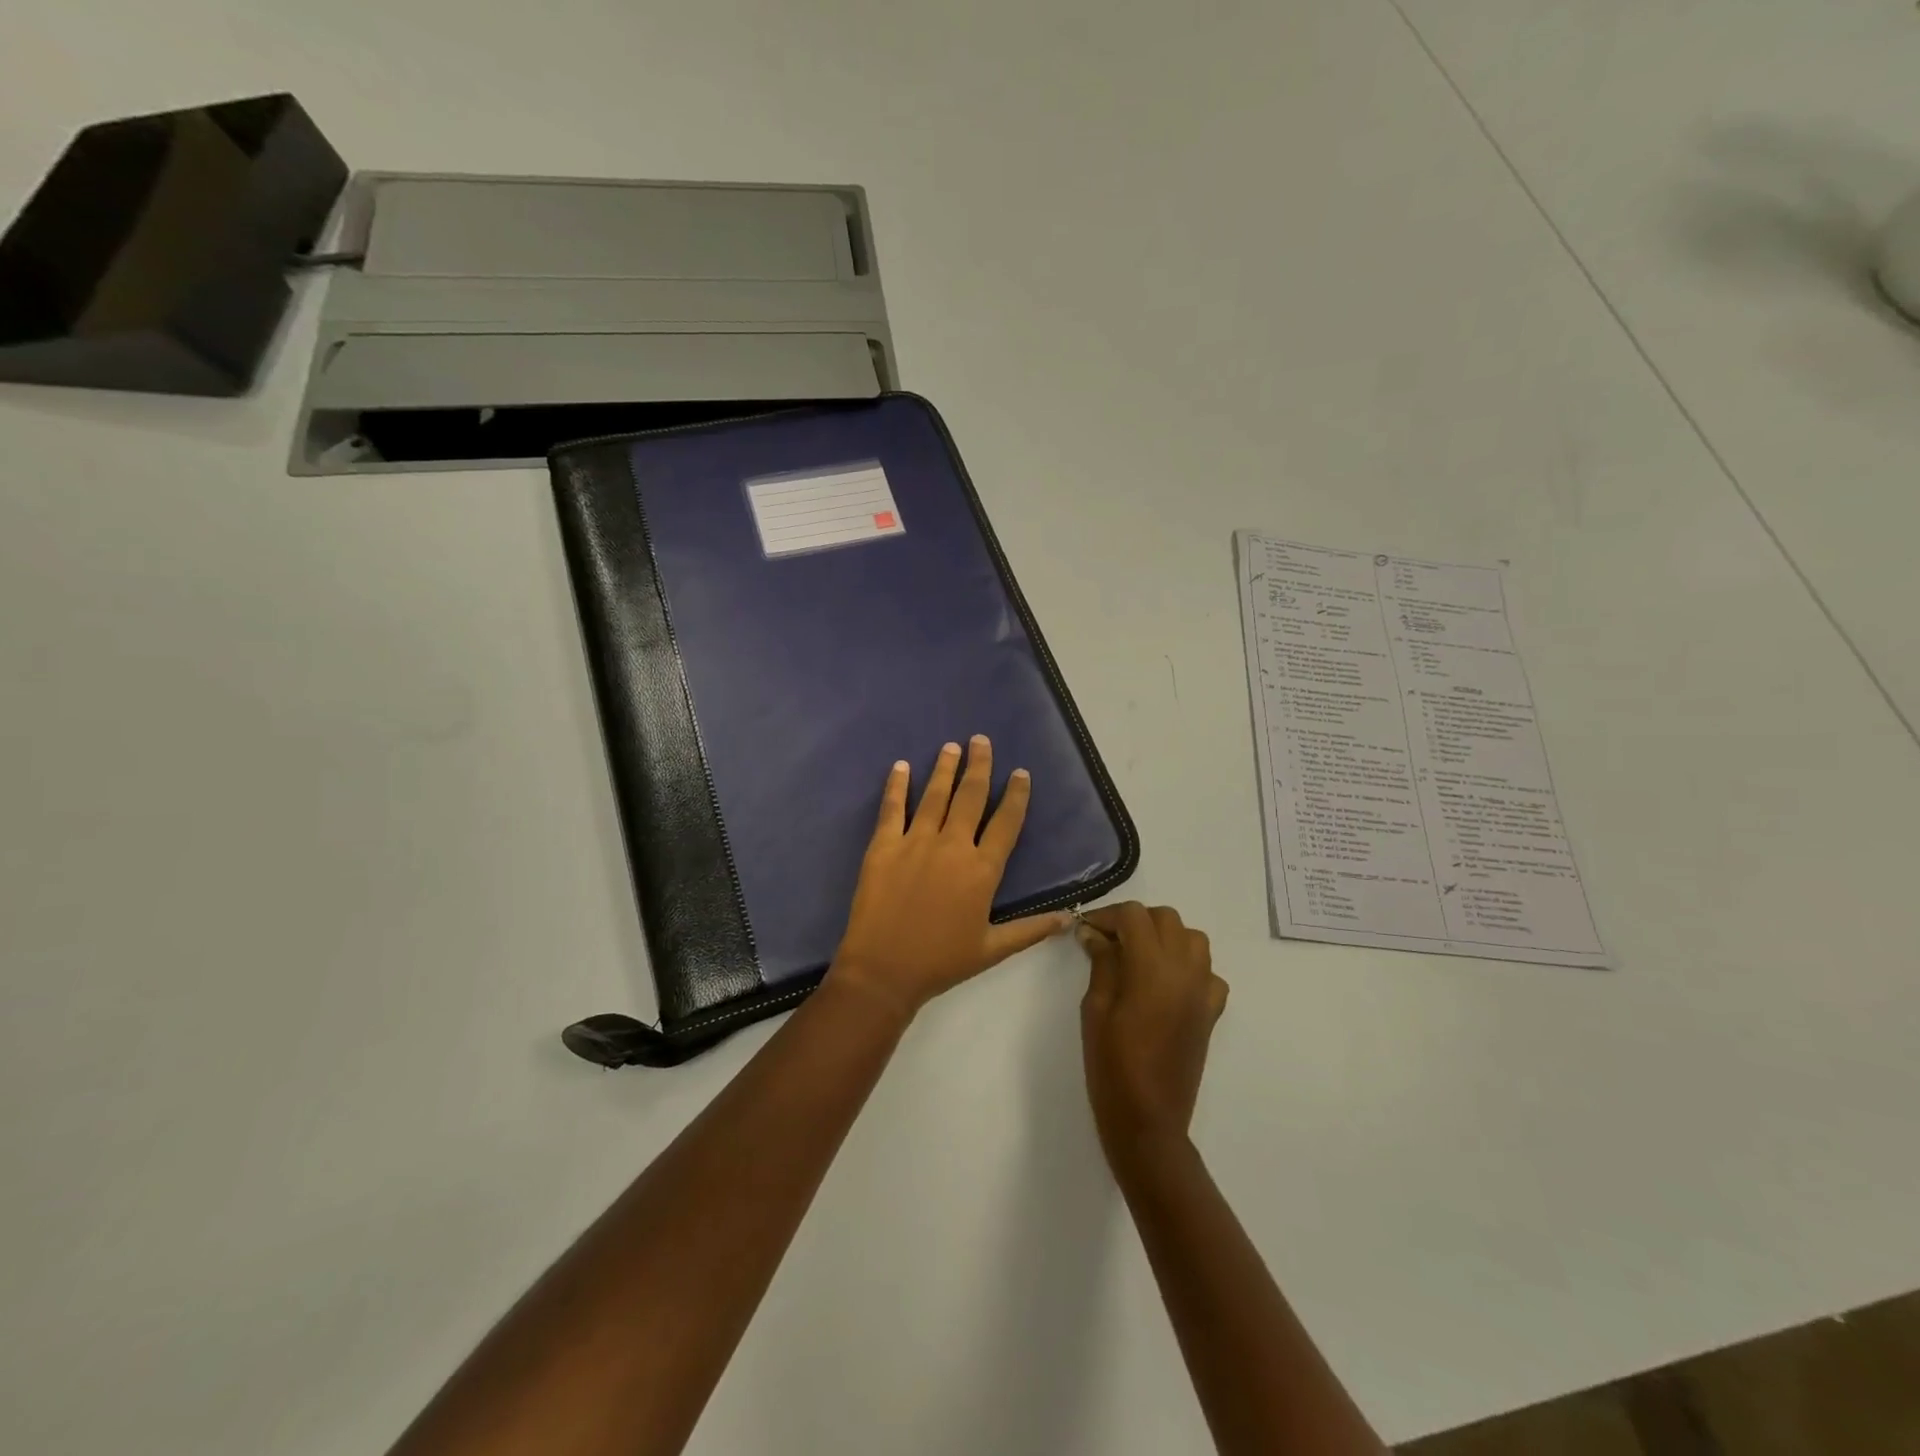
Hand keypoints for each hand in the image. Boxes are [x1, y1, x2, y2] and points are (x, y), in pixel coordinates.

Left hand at [830, 735, 1070, 1019]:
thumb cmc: (941, 962)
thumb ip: (1031, 929)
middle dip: (979, 766)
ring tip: (951, 746)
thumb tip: (1070, 917)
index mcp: (982, 870)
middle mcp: (952, 846)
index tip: (1020, 773)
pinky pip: (892, 808)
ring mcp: (915, 842)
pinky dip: (896, 786)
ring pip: (934, 795)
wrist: (883, 971)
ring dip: (944, 768)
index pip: (1006, 823)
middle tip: (981, 740)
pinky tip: (900, 766)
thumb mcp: (992, 949)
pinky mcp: (883, 846)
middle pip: (970, 797)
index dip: (1016, 795)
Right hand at [1078, 903, 1227, 1172]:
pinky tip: (1168, 983)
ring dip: (1165, 936)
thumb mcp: (1095, 1008)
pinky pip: (1208, 972)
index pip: (1134, 916)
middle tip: (1109, 941)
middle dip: (1136, 921)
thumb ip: (1101, 963)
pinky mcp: (1212, 1012)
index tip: (1087, 929)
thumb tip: (1094, 932)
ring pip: (1193, 938)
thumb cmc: (1112, 1064)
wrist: (1148, 1119)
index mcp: (1152, 968)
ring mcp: (1204, 991)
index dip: (1107, 915)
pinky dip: (1189, 966)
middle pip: (1166, 918)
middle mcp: (1185, 971)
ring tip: (1139, 956)